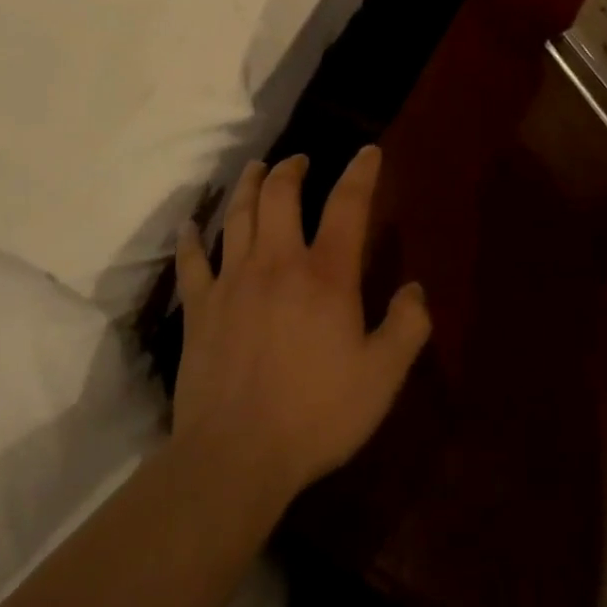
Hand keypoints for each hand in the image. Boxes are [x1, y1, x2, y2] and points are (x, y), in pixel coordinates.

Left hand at [172, 147, 430, 509]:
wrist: (236, 455)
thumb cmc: (316, 415)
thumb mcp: (382, 378)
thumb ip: (406, 327)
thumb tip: (416, 289)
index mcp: (325, 274)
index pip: (347, 205)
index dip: (361, 173)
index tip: (368, 151)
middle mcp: (277, 262)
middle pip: (280, 195)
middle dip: (291, 169)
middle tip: (299, 160)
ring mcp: (232, 281)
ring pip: (238, 216)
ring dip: (248, 185)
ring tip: (255, 168)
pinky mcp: (200, 308)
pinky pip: (192, 262)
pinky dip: (191, 239)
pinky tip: (190, 226)